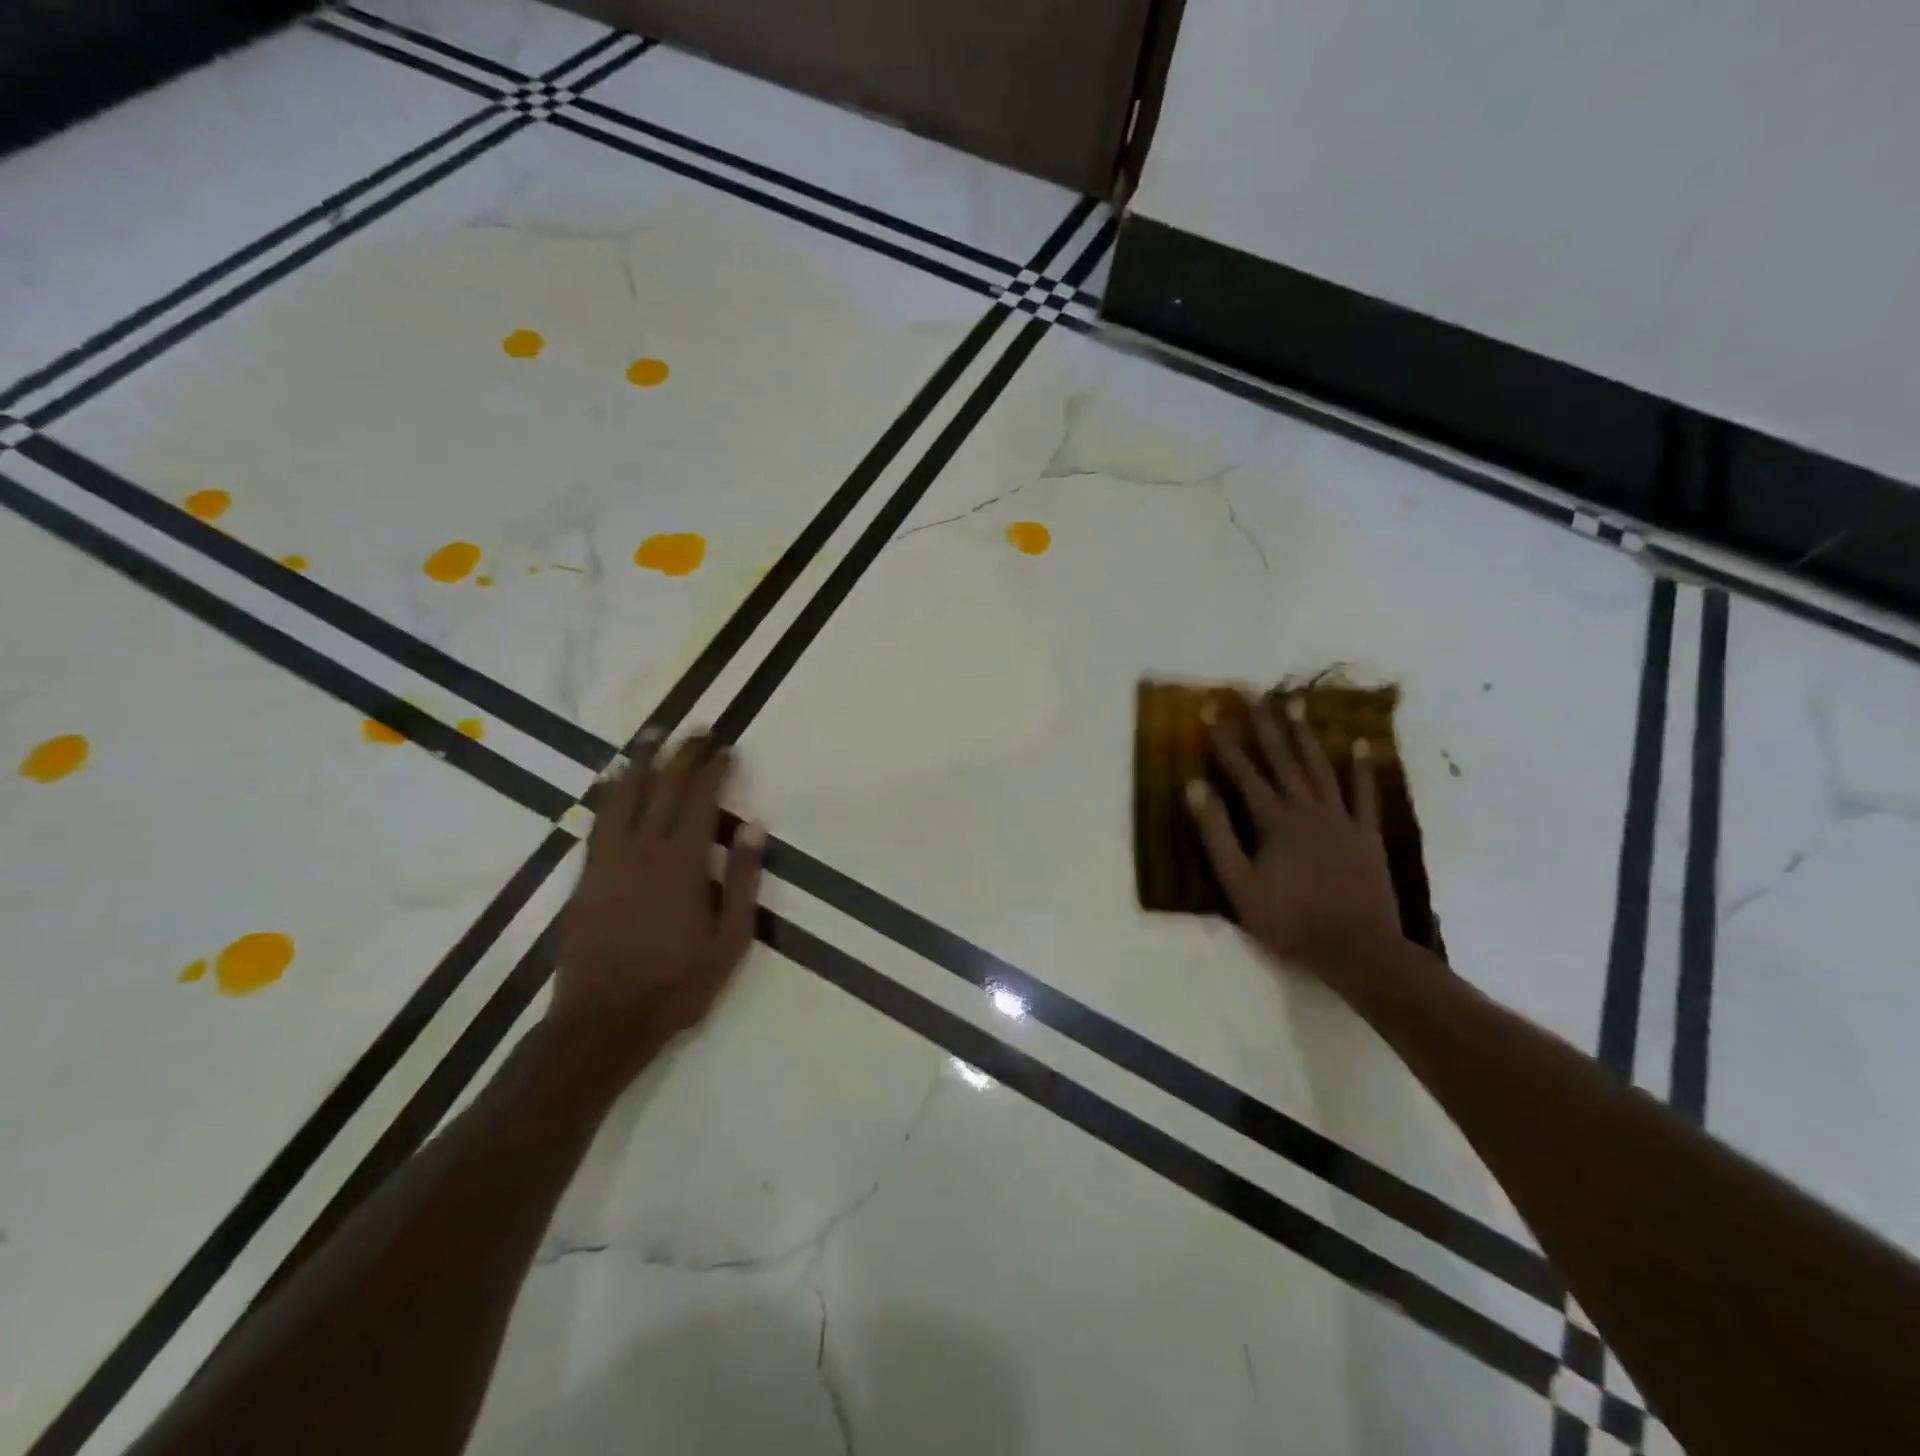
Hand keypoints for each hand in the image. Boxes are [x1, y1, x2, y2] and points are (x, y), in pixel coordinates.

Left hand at [549, 733, 762, 1089]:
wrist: (602, 1021)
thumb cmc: (677, 984)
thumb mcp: (729, 940)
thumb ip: (742, 881)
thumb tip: (753, 827)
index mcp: (682, 863)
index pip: (699, 799)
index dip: (714, 768)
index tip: (726, 746)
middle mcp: (643, 849)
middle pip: (663, 787)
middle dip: (683, 753)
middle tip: (697, 727)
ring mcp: (609, 860)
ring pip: (624, 795)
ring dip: (641, 760)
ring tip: (653, 732)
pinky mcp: (588, 875)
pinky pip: (598, 819)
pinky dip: (608, 791)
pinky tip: (612, 777)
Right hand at [1186, 695, 1404, 980]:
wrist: (1356, 949)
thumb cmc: (1289, 920)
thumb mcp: (1238, 884)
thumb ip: (1216, 834)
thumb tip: (1194, 787)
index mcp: (1274, 821)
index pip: (1244, 772)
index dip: (1225, 740)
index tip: (1211, 710)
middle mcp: (1308, 809)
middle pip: (1283, 760)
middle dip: (1265, 726)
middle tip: (1255, 694)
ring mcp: (1342, 820)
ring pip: (1321, 768)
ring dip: (1307, 735)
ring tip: (1297, 704)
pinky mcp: (1367, 835)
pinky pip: (1365, 795)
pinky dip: (1362, 769)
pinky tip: (1359, 745)